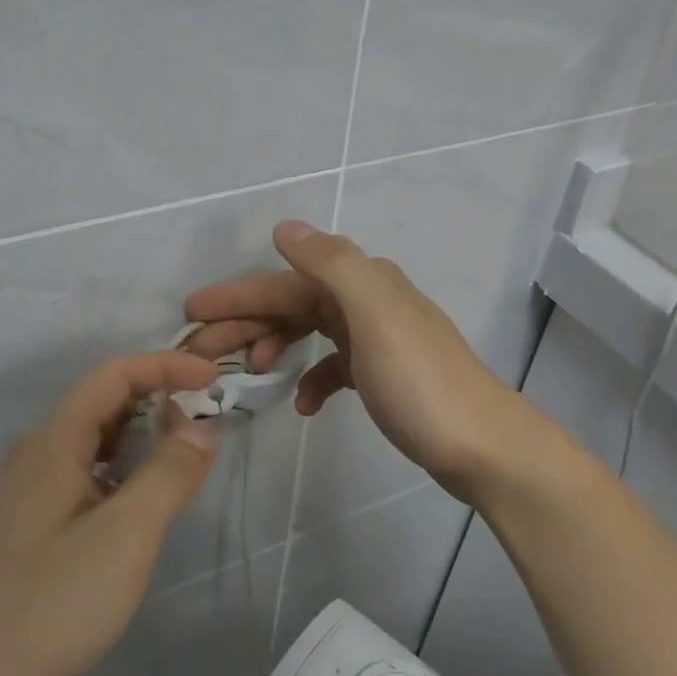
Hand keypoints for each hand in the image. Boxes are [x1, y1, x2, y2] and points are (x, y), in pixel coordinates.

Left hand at [0, 352, 221, 675]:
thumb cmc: (52, 605)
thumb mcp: (126, 536)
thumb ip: (169, 474)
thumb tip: (201, 427)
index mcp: (53, 442)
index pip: (114, 374)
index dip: (166, 366)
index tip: (214, 380)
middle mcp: (34, 453)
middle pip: (102, 402)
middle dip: (157, 398)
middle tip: (205, 424)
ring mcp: (25, 490)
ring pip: (92, 440)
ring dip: (140, 436)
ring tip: (181, 459)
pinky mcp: (26, 523)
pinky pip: (82, 472)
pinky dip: (120, 468)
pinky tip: (136, 502)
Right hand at [184, 221, 525, 500]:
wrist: (484, 448)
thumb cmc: (422, 384)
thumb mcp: (375, 317)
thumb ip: (332, 266)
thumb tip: (286, 228)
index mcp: (364, 283)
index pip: (286, 283)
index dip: (238, 295)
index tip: (192, 313)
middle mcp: (369, 301)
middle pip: (294, 304)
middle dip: (246, 323)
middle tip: (200, 352)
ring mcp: (378, 339)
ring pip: (310, 331)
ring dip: (274, 346)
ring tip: (247, 373)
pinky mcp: (384, 375)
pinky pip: (334, 366)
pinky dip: (312, 378)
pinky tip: (303, 403)